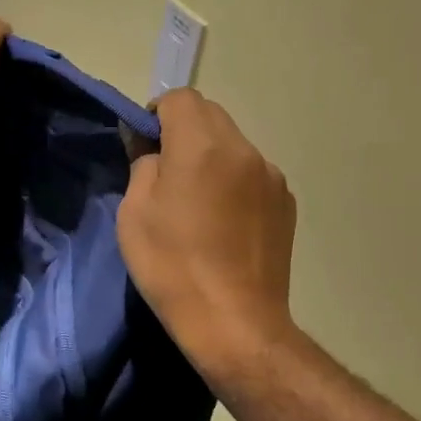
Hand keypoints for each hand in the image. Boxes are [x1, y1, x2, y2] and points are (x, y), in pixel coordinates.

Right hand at [119, 89, 298, 379]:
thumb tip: (152, 149)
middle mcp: (243, 150)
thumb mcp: (134, 215)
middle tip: (166, 174)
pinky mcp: (286, 203)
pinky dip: (233, 182)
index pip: (179, 98)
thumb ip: (143, 166)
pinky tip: (224, 224)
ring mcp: (271, 176)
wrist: (235, 323)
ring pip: (233, 145)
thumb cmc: (173, 268)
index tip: (144, 145)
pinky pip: (252, 174)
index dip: (156, 114)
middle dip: (184, 131)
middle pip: (210, 115)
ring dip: (211, 157)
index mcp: (202, 146)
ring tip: (198, 204)